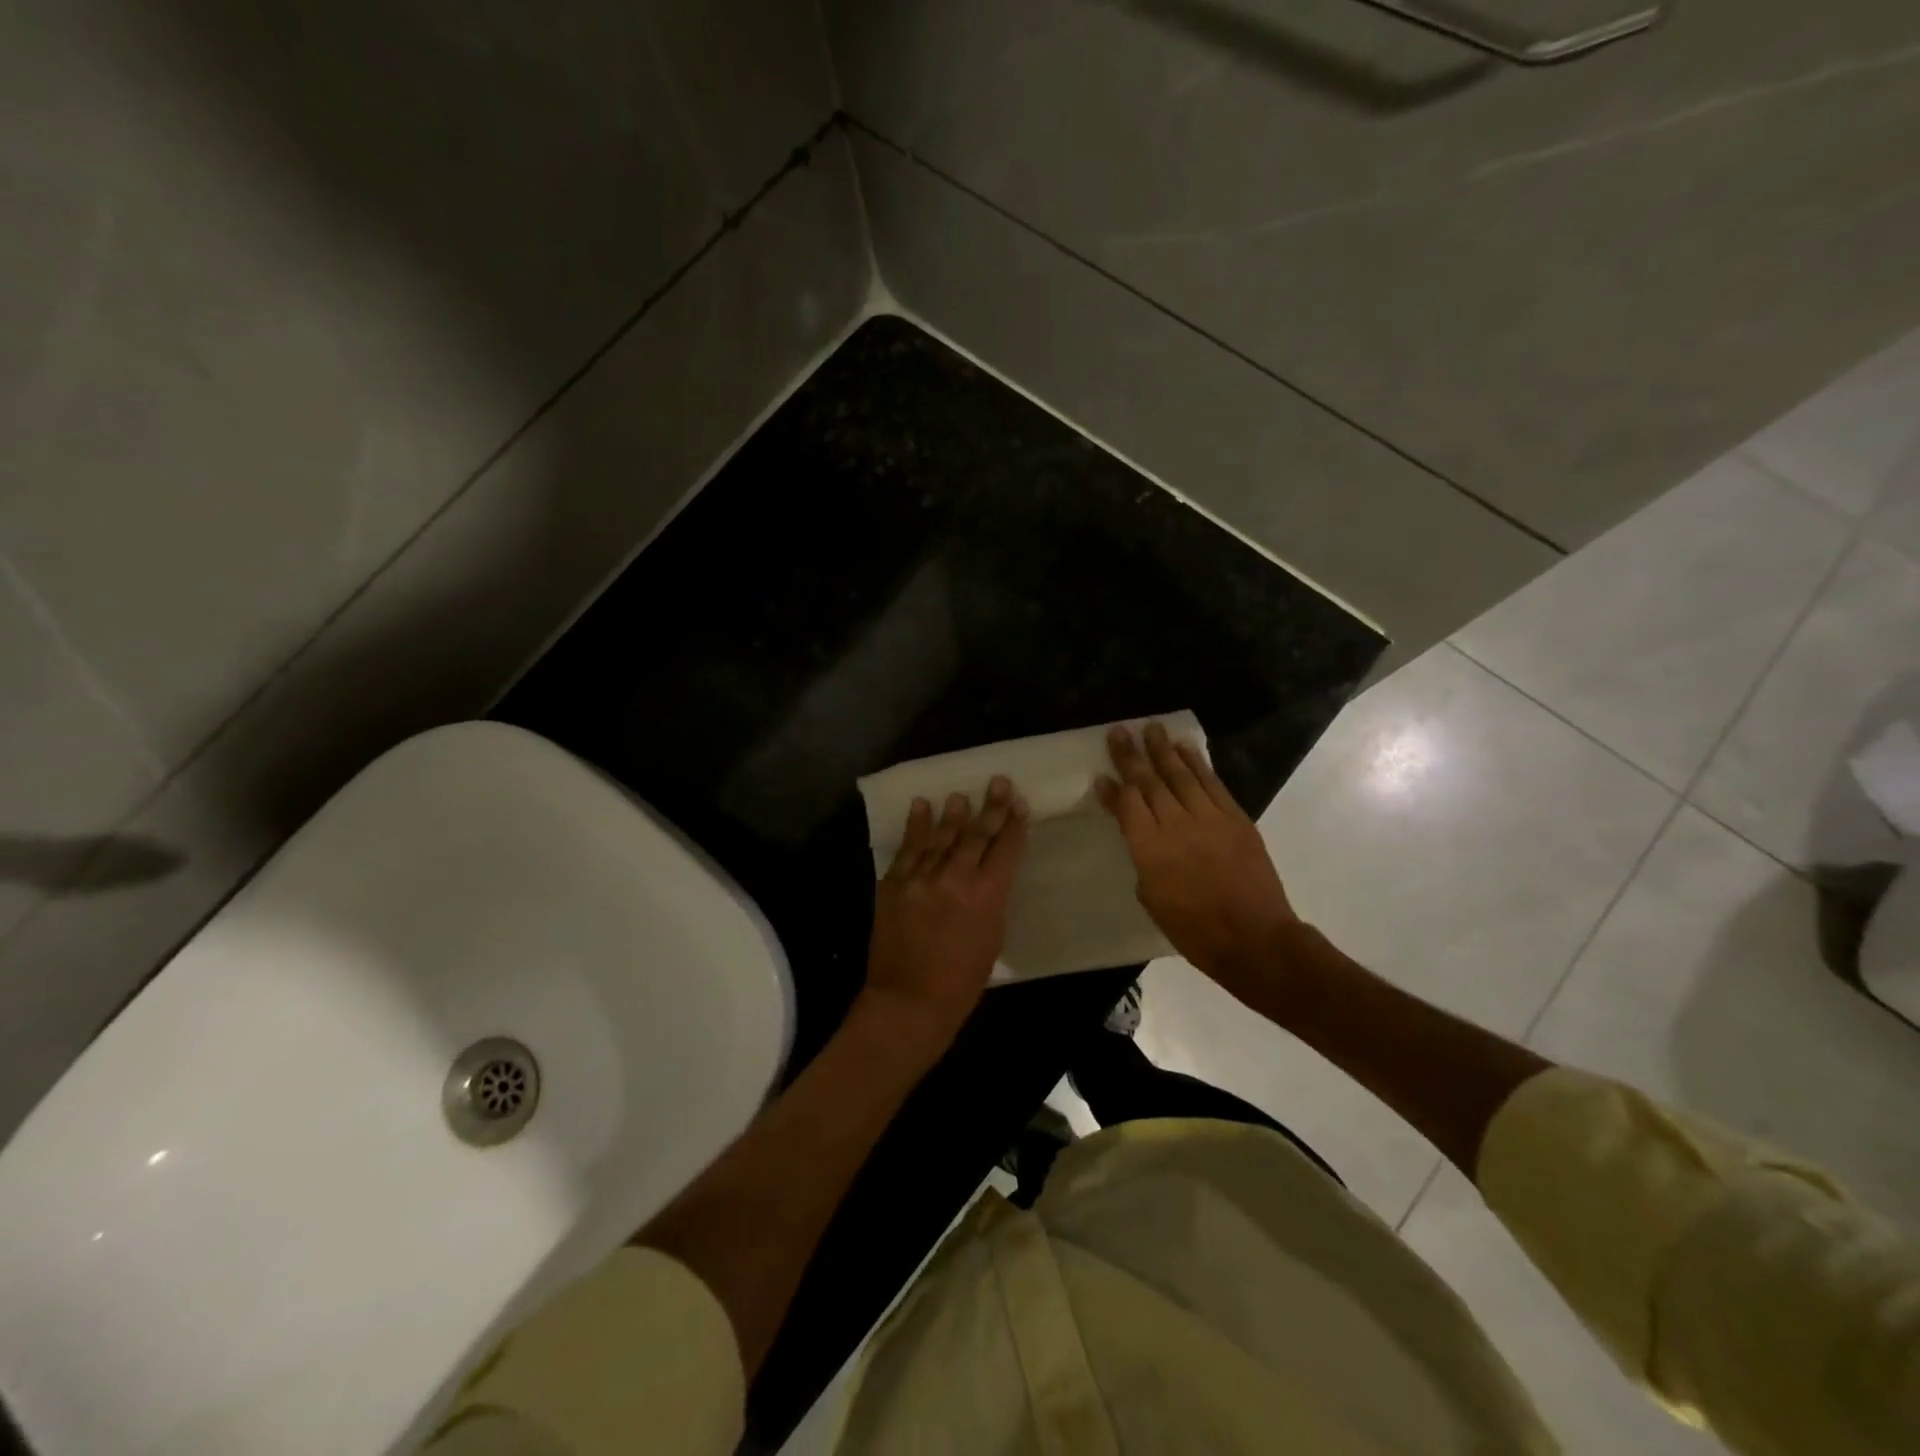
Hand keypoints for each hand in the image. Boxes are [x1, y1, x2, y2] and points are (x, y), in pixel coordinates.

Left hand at [863, 777, 1028, 1053]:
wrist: (908, 1001)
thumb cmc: (962, 981)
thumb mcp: (992, 938)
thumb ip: (992, 899)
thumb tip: (989, 873)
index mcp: (986, 895)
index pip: (1005, 849)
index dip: (1014, 825)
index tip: (1020, 805)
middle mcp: (954, 878)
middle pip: (976, 834)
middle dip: (991, 807)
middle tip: (999, 783)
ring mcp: (920, 878)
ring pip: (941, 837)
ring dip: (952, 813)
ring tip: (960, 795)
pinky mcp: (893, 883)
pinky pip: (907, 849)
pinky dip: (915, 827)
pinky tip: (921, 806)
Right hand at [1096, 722, 1300, 1000]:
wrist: (1254, 938)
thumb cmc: (1194, 930)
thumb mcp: (1152, 898)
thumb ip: (1142, 858)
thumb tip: (1138, 831)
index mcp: (1150, 850)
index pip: (1127, 806)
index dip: (1113, 788)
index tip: (1100, 773)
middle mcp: (1176, 825)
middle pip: (1149, 782)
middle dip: (1131, 756)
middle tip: (1119, 732)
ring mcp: (1209, 818)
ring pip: (1181, 775)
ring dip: (1163, 750)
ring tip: (1151, 728)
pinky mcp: (1235, 818)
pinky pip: (1212, 783)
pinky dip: (1197, 763)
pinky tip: (1185, 749)